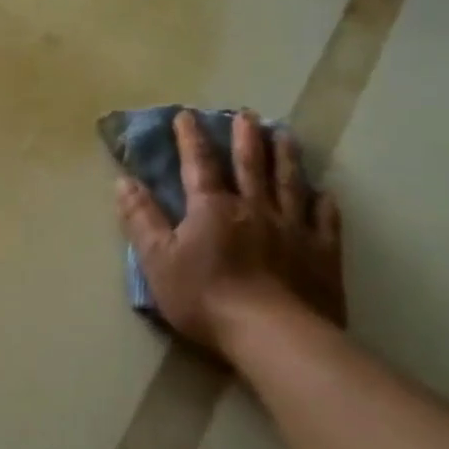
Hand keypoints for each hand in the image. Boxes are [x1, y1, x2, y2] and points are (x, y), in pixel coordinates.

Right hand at [116, 109, 344, 355]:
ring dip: (285, 156)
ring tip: (285, 134)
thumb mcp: (157, 259)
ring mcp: (293, 228)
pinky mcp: (322, 253)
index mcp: (212, 208)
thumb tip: (123, 181)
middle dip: (246, 137)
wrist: (271, 333)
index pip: (199, 164)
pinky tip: (324, 193)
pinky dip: (323, 203)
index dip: (191, 138)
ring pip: (289, 182)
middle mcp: (255, 207)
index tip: (187, 115)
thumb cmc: (204, 297)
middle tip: (247, 114)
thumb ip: (141, 218)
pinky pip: (325, 220)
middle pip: (250, 164)